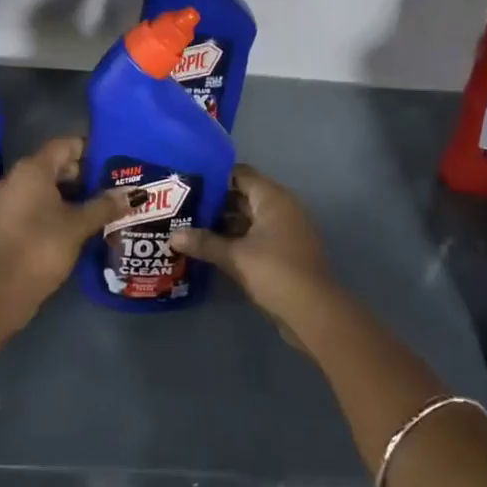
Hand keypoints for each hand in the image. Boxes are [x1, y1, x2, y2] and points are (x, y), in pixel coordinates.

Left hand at [0, 137, 132, 318]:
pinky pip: (35, 202)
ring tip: (100, 204)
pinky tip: (77, 223)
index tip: (113, 160)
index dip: (90, 149)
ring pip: (46, 185)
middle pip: (55, 164)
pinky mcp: (6, 221)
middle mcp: (17, 177)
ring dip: (71, 193)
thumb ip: (105, 205)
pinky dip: (56, 207)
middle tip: (112, 185)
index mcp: (32, 169)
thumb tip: (133, 194)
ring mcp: (8, 200)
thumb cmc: (42, 247)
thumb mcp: (79, 225)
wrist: (2, 290)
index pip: (65, 145)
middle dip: (84, 173)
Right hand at [171, 165, 333, 319]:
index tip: (188, 184)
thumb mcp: (235, 257)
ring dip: (223, 223)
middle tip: (182, 207)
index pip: (240, 173)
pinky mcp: (284, 251)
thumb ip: (204, 243)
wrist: (313, 312)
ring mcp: (285, 230)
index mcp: (273, 198)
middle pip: (243, 195)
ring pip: (248, 218)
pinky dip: (236, 239)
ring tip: (190, 227)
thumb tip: (172, 236)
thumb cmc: (275, 272)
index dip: (214, 177)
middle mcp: (281, 207)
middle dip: (215, 202)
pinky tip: (211, 248)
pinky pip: (255, 235)